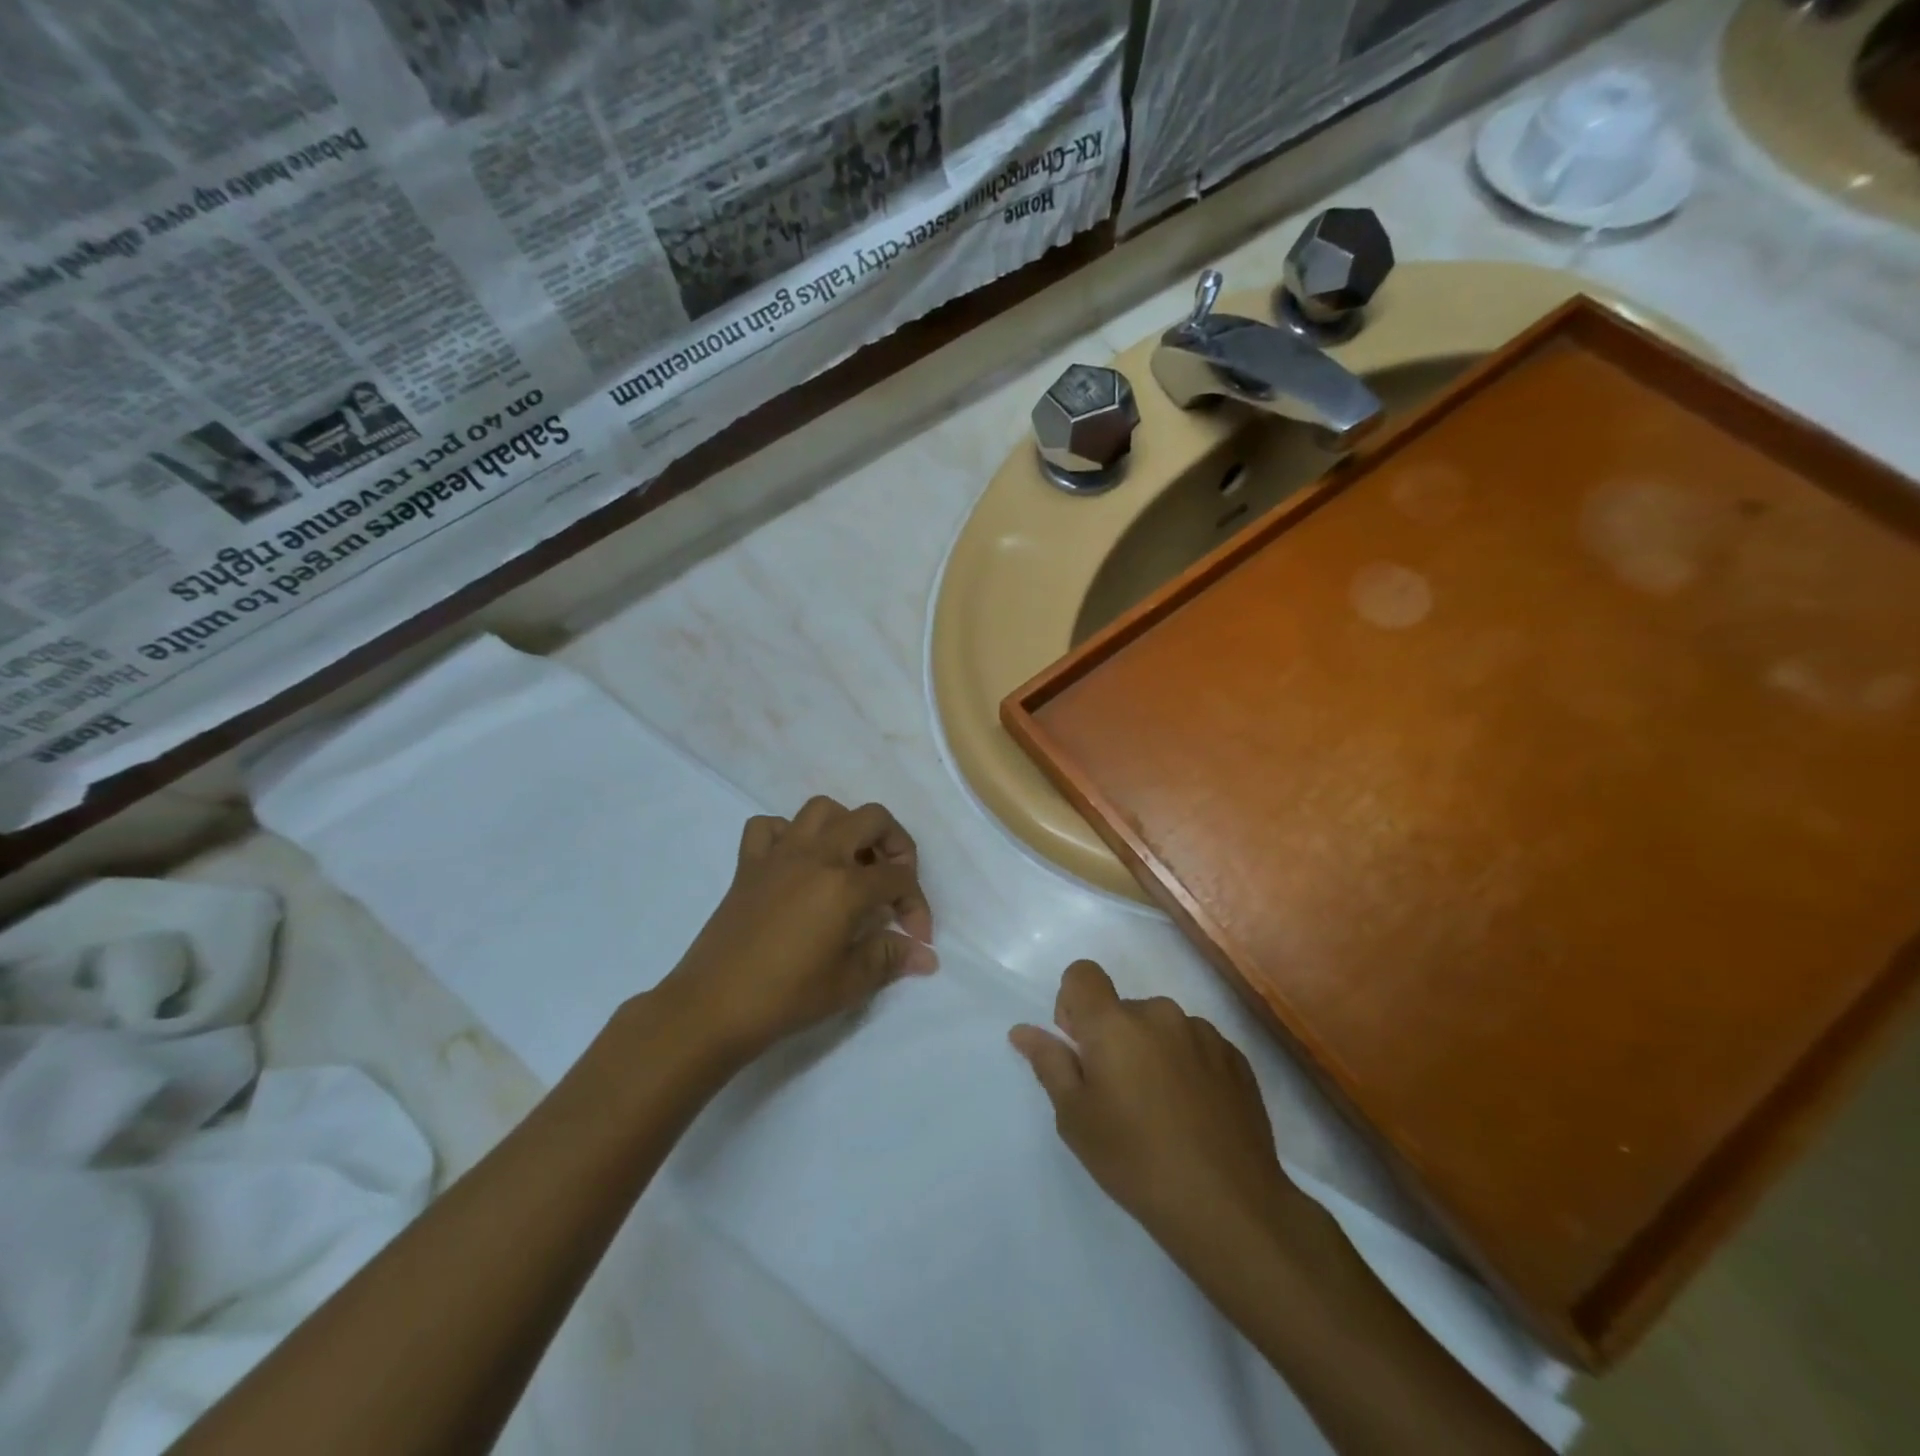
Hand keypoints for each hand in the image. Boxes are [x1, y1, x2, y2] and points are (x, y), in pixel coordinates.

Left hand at [660, 796, 935, 1060]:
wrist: (712, 1007)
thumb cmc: (786, 997)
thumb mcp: (849, 983)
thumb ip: (890, 958)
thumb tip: (925, 956)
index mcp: (846, 884)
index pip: (899, 878)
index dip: (917, 905)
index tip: (917, 939)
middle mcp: (817, 855)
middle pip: (872, 819)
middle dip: (896, 844)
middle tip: (894, 882)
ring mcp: (779, 854)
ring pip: (822, 810)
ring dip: (846, 827)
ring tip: (851, 862)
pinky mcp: (748, 864)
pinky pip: (769, 826)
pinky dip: (788, 834)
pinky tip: (796, 862)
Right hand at [1009, 961, 1310, 1268]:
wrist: (1229, 1206)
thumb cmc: (1136, 1160)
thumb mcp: (1076, 1118)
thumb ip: (1050, 1064)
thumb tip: (1023, 1030)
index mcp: (1114, 1023)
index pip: (1082, 974)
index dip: (1073, 1003)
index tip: (1080, 1050)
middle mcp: (1160, 1013)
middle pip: (1122, 1008)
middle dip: (1114, 1039)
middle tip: (1120, 1098)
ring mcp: (1203, 1033)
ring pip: (1161, 1028)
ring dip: (1153, 1053)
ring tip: (1163, 1112)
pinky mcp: (1236, 1057)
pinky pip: (1196, 1046)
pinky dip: (1187, 1067)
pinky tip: (1195, 1116)